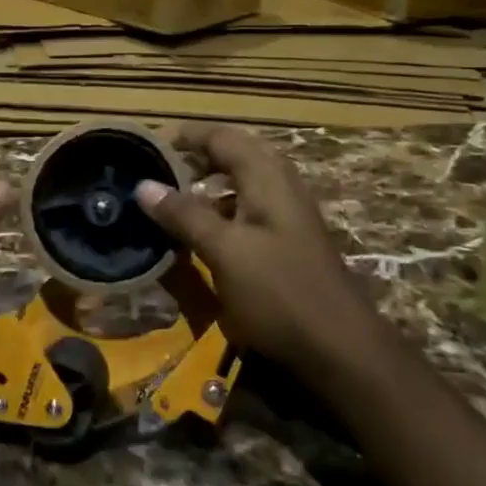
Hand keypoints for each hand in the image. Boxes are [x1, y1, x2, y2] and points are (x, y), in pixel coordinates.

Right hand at [135, 123, 371, 372]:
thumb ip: (185, 215)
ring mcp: (287, 214)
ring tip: (174, 201)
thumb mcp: (224, 251)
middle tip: (159, 172)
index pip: (222, 137)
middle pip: (234, 154)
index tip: (149, 146)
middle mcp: (280, 185)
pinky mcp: (288, 241)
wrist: (342, 349)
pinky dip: (222, 210)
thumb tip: (143, 185)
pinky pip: (248, 209)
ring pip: (242, 183)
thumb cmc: (279, 292)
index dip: (186, 136)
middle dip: (196, 158)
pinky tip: (203, 235)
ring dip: (208, 185)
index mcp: (266, 177)